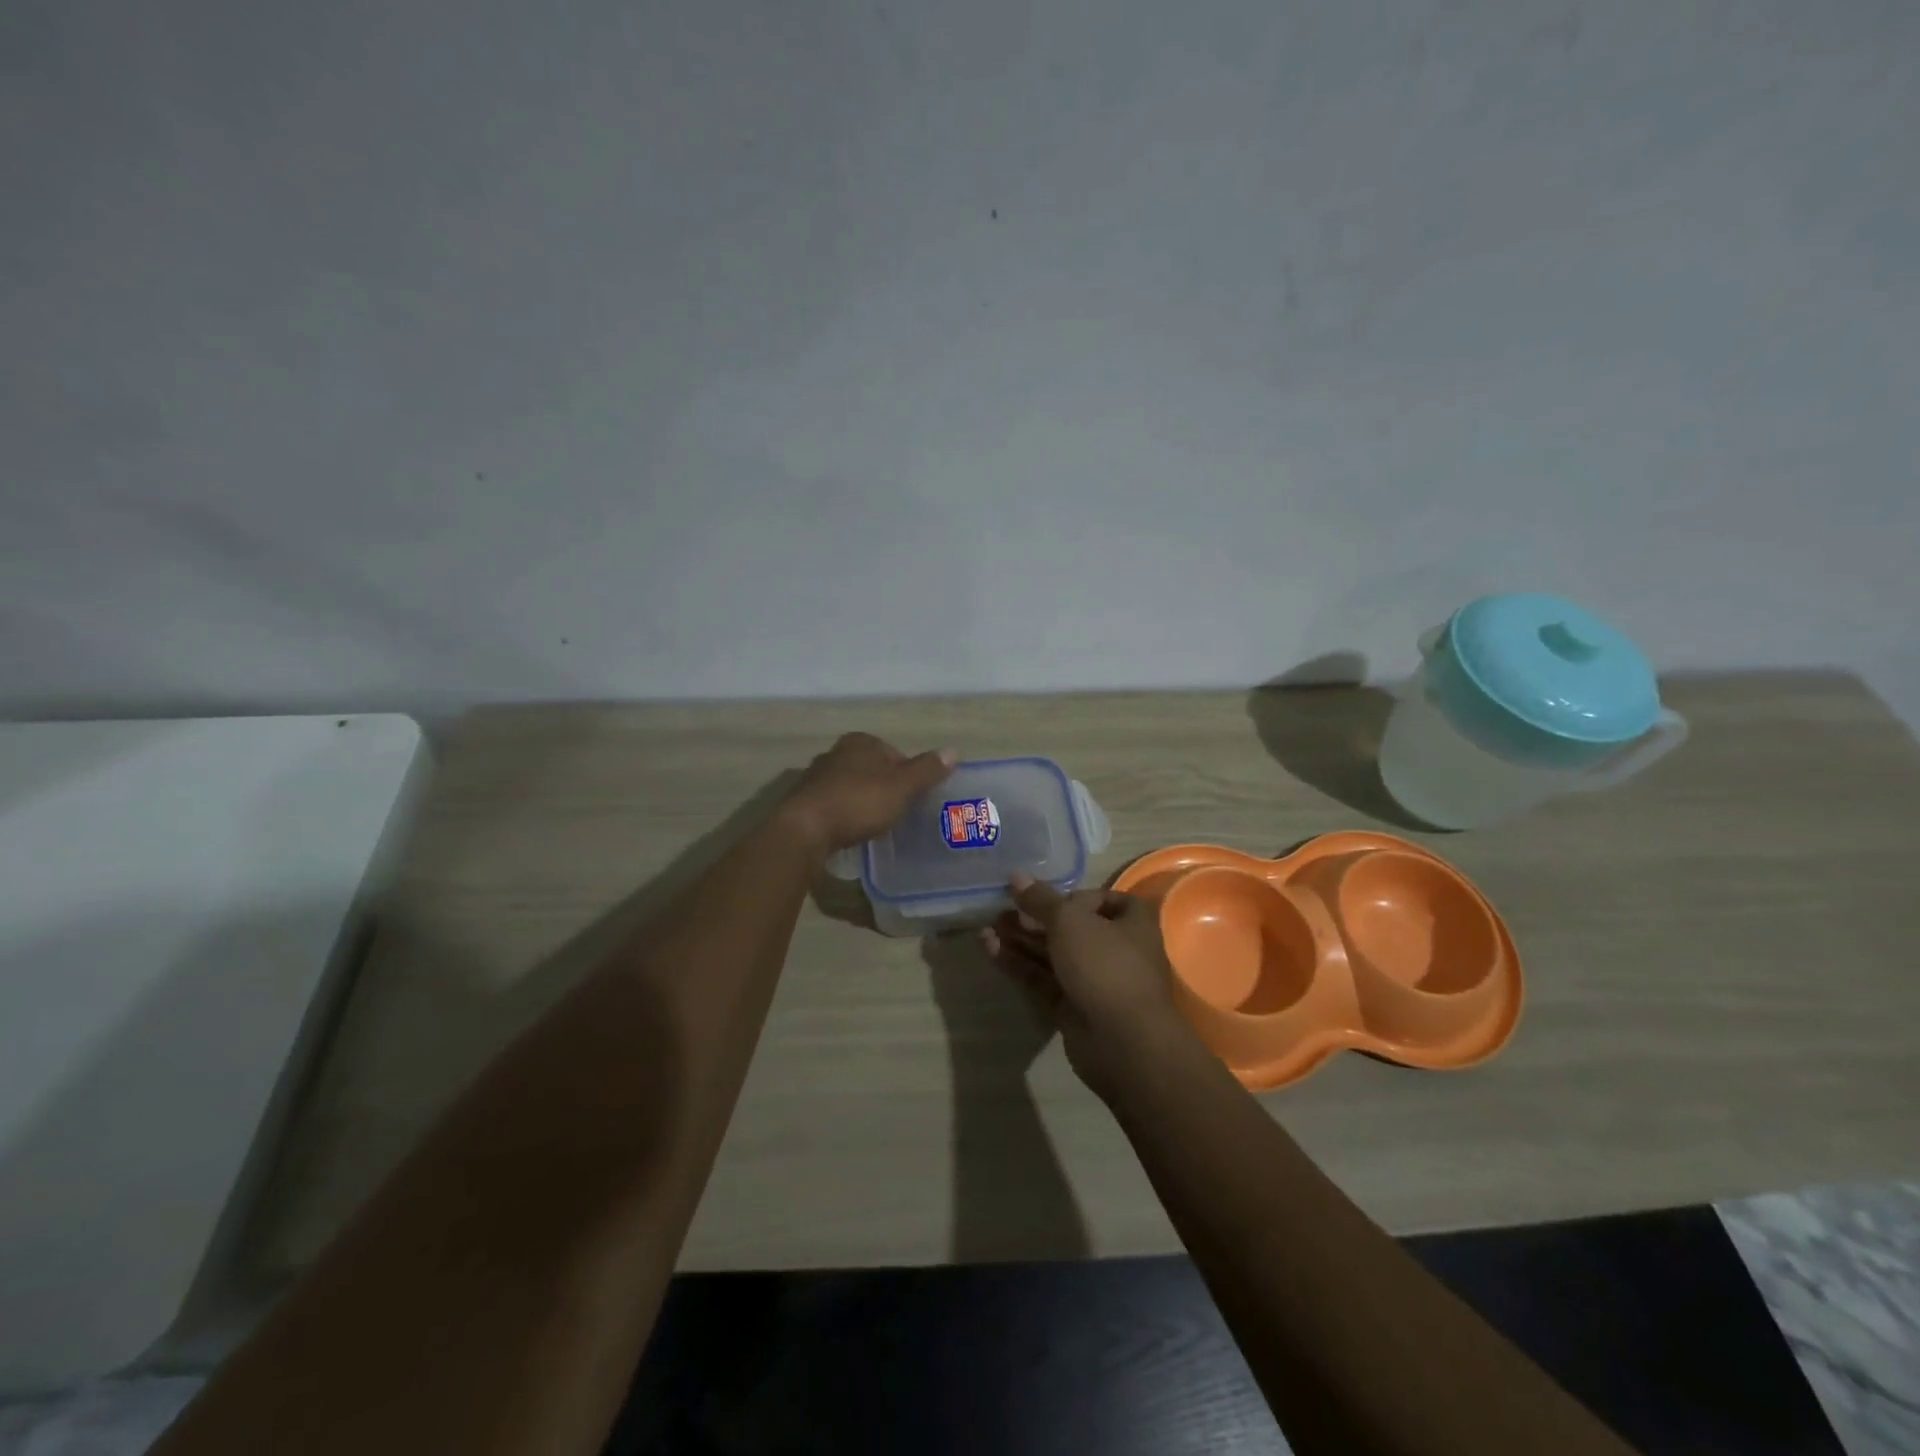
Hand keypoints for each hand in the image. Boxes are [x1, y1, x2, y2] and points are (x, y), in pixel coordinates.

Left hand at [783, 733, 954, 852]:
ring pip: (851, 786)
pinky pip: (834, 805)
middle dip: (884, 787)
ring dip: (863, 801)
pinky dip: (845, 815)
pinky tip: (851, 832)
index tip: (914, 798)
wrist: (805, 830)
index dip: (908, 775)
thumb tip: (953, 751)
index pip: (894, 753)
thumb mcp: (901, 787)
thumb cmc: (858, 802)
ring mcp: (816, 777)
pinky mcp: (804, 802)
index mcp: (860, 742)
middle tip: (898, 812)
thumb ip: (926, 770)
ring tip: (875, 825)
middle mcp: (836, 753)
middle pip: (871, 769)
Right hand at [982, 873, 1198, 1100]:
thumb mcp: (1070, 921)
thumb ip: (1040, 899)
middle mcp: (1115, 949)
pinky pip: (1042, 978)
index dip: (1073, 896)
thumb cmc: (1105, 965)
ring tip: (987, 926)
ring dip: (1021, 939)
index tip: (1047, 898)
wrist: (1121, 1041)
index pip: (1102, 899)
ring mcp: (1093, 980)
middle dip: (1035, 917)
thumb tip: (1016, 876)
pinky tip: (990, 949)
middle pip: (1070, 927)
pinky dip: (1018, 963)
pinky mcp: (1071, 1006)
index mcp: (1131, 922)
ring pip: (1052, 954)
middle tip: (1001, 908)